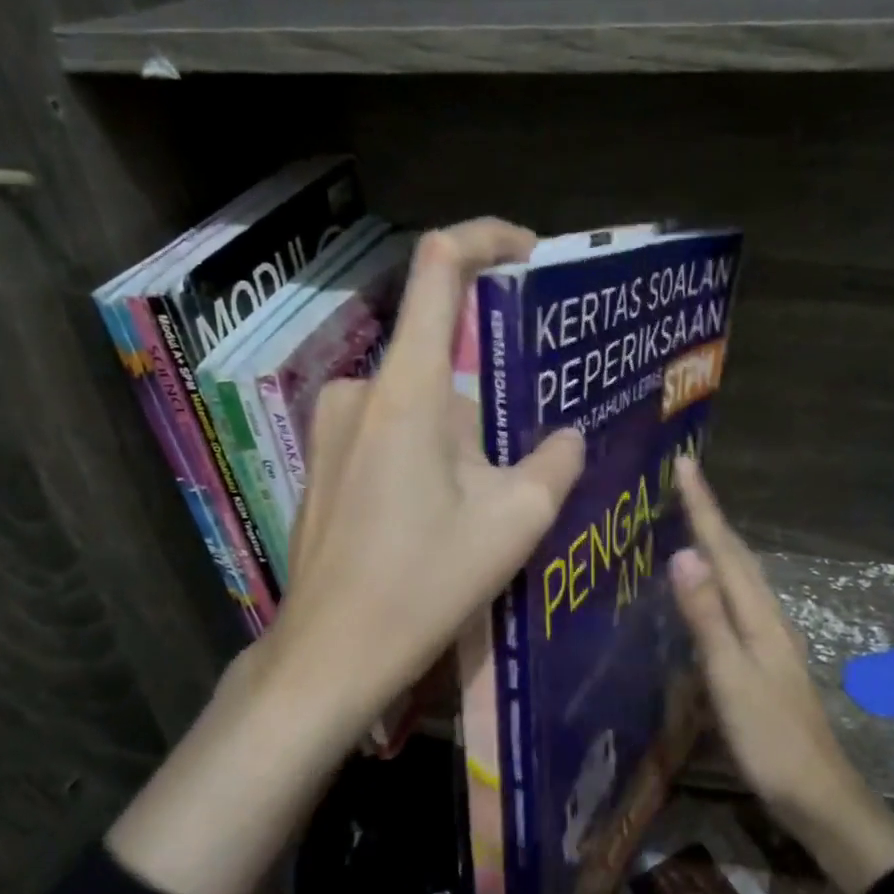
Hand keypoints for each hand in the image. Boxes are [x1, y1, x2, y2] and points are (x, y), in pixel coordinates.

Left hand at [108, 219, 585, 893]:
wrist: (328, 655)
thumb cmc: (422, 585)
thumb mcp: (513, 524)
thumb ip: (554, 464)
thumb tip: (569, 437)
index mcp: (409, 389)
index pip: (439, 267)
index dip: (486, 238)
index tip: (529, 256)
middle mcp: (362, 389)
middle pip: (442, 355)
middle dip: (493, 392)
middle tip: (536, 438)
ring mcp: (333, 424)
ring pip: (421, 402)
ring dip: (463, 434)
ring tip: (495, 494)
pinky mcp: (324, 459)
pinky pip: (390, 429)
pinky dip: (429, 450)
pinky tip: (445, 512)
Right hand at [668, 456, 893, 893]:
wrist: (818, 796)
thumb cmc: (770, 739)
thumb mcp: (731, 677)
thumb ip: (707, 617)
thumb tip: (683, 554)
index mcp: (758, 616)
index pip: (725, 549)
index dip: (703, 507)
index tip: (685, 464)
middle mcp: (766, 617)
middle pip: (736, 555)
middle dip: (710, 515)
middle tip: (683, 481)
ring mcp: (769, 639)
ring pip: (739, 576)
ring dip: (716, 543)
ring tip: (689, 520)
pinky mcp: (764, 660)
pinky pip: (736, 601)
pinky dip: (719, 578)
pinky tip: (706, 590)